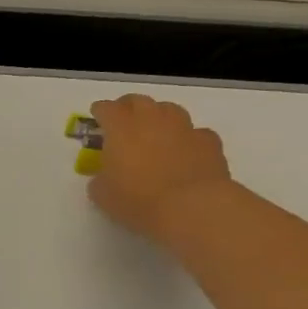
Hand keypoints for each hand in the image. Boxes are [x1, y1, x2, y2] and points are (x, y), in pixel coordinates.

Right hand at [85, 94, 233, 242]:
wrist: (192, 207)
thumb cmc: (138, 200)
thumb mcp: (102, 195)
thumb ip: (100, 179)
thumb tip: (105, 177)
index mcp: (120, 128)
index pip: (106, 109)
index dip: (100, 111)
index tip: (97, 118)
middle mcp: (151, 120)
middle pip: (138, 101)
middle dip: (128, 107)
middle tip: (124, 121)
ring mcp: (184, 128)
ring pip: (169, 110)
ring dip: (160, 117)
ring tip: (156, 132)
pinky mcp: (210, 142)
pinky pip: (197, 132)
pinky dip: (189, 138)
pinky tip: (186, 151)